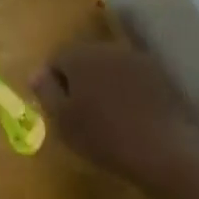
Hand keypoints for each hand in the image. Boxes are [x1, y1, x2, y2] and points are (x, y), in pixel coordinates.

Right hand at [32, 42, 198, 178]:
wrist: (161, 149)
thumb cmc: (102, 136)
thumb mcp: (63, 120)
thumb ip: (46, 91)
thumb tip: (36, 73)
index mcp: (80, 56)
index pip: (56, 57)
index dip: (51, 80)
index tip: (55, 106)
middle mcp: (108, 49)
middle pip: (84, 57)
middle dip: (78, 78)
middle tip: (77, 111)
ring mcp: (137, 59)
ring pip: (109, 66)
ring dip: (102, 83)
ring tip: (104, 113)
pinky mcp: (160, 75)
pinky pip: (132, 77)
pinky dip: (125, 90)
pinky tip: (129, 114)